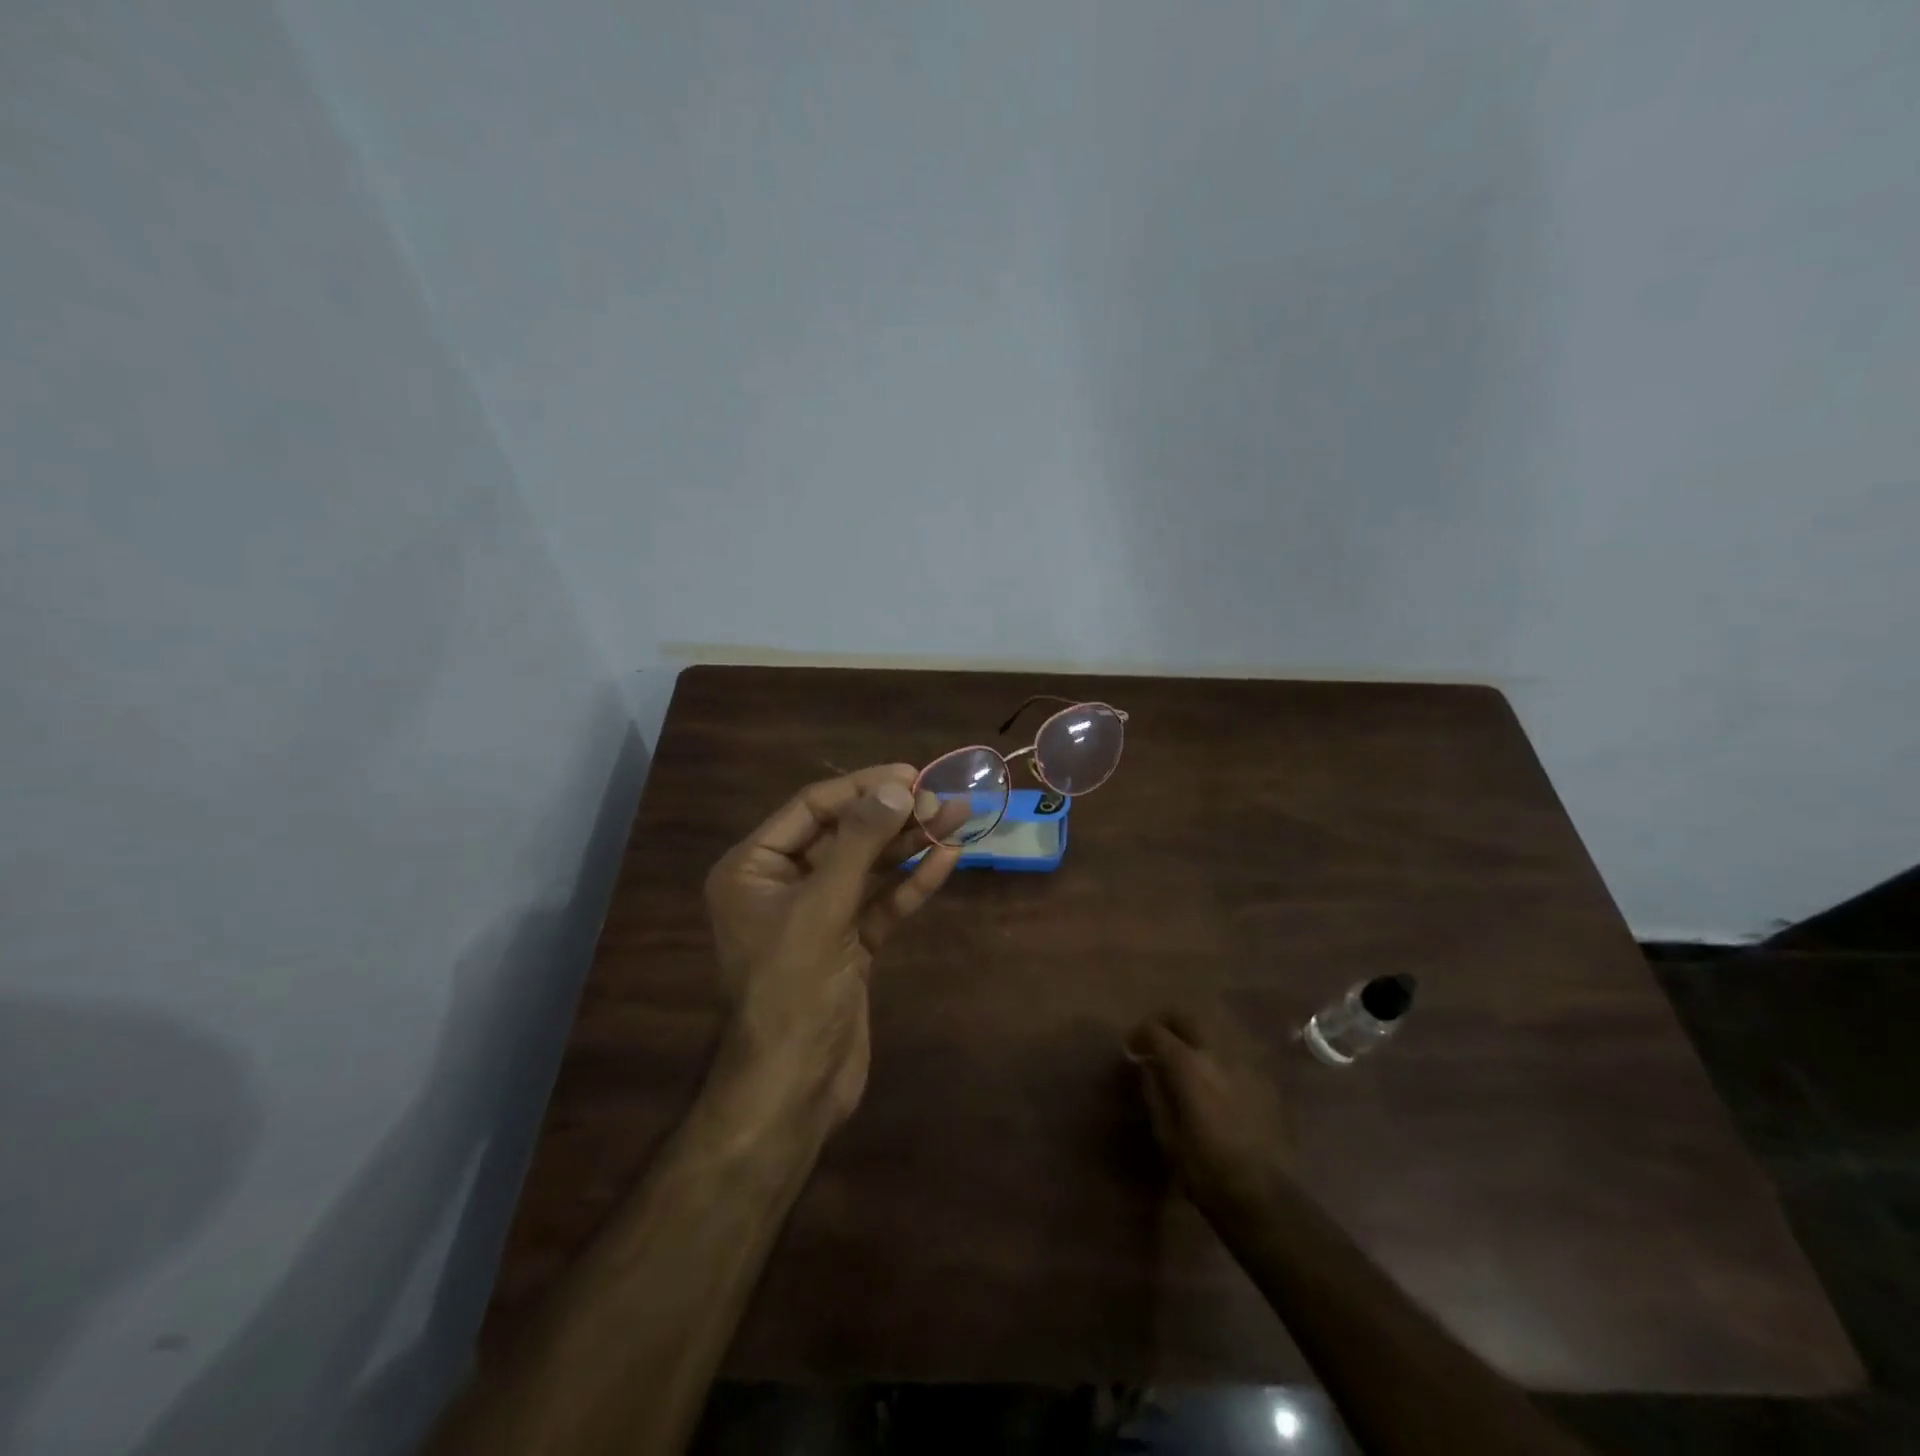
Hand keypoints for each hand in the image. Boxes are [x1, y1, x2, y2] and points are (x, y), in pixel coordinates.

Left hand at [704, 764, 964, 1125]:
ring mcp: (818, 916)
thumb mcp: (822, 909)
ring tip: (956, 816)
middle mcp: (782, 885)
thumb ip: (858, 844)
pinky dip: (911, 883)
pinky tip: (947, 859)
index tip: (910, 775)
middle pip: (844, 835)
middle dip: (893, 816)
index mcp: (752, 868)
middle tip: (941, 798)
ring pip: (868, 868)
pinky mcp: (849, 945)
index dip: (862, 788)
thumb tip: (895, 787)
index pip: (811, 809)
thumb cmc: (793, 990)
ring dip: (910, 844)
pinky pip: (881, 903)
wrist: (795, 1089)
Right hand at [1127, 1010, 1295, 1221]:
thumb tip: (1148, 1067)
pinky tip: (1215, 1080)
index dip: (1139, 1035)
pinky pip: (1235, 1055)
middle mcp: (1217, 1053)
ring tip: (1186, 1057)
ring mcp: (1246, 1064)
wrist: (1264, 1197)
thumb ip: (1154, 1091)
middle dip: (1168, 1022)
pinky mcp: (1265, 1081)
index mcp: (1188, 1065)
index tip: (1131, 1048)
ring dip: (1195, 1036)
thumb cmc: (1205, 1169)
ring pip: (1215, 1031)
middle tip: (1157, 1038)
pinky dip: (1218, 1057)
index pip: (1156, 1031)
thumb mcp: (1166, 1133)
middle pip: (1188, 1017)